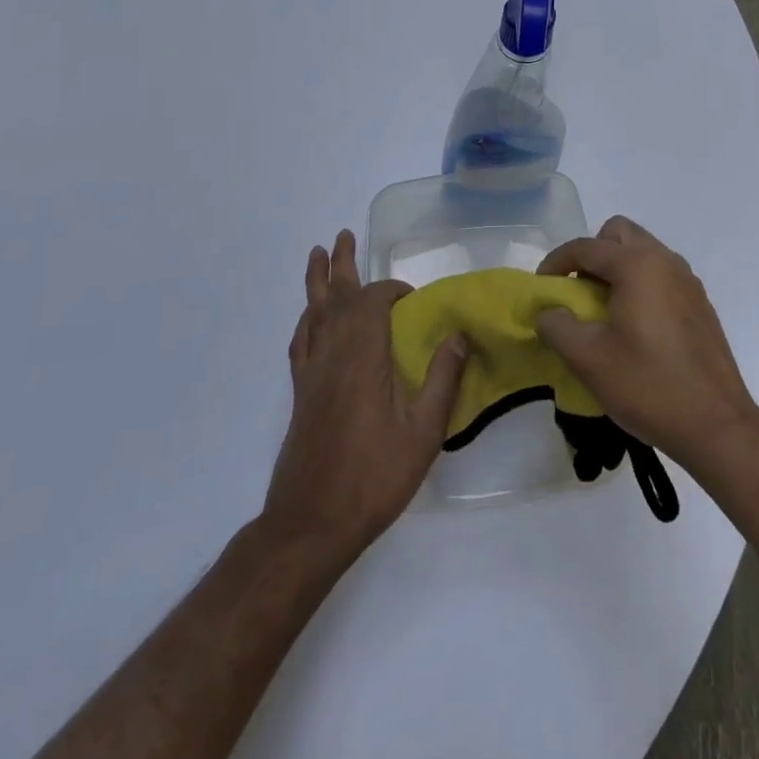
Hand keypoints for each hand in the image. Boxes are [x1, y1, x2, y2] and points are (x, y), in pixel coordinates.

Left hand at [262, 231, 467, 560]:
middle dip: (340, 265)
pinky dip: (306, 321)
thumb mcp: (422, 434)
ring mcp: (311, 374)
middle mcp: (332, 355)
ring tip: (318, 256)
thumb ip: (441, 380)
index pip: (372, 302)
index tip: (412, 299)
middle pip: (334, 297)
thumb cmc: (373, 477)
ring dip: (317, 283)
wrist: (311, 523)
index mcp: (362, 358)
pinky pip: (301, 342)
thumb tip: (457, 335)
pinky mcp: (300, 393)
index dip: (391, 291)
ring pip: (312, 314)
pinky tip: (309, 320)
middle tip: (342, 235)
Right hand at [534, 216, 758, 473]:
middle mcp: (665, 261)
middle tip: (578, 291)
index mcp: (638, 265)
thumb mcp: (589, 359)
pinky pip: (661, 276)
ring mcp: (688, 282)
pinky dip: (640, 285)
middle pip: (619, 235)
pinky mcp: (700, 305)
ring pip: (643, 253)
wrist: (717, 426)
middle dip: (592, 254)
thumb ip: (557, 327)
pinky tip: (634, 328)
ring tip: (602, 311)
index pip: (586, 247)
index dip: (556, 262)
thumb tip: (548, 313)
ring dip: (617, 269)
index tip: (540, 287)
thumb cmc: (648, 386)